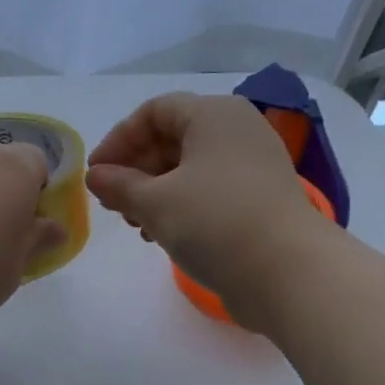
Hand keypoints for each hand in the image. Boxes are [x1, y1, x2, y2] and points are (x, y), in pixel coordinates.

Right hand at [87, 92, 318, 327]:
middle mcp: (236, 130)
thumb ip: (119, 185)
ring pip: (188, 166)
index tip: (95, 174)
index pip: (153, 112)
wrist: (288, 273)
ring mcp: (252, 164)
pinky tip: (161, 234)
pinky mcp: (259, 197)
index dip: (118, 139)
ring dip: (153, 190)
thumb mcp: (155, 202)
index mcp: (213, 114)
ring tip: (135, 223)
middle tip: (112, 201)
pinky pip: (208, 188)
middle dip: (135, 168)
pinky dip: (179, 204)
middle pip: (171, 138)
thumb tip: (95, 176)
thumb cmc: (214, 222)